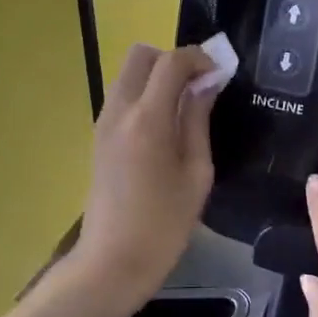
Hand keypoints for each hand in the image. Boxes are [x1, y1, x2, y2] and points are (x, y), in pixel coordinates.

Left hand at [70, 43, 217, 301]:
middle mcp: (119, 110)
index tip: (219, 75)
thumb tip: (206, 84)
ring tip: (184, 107)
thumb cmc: (164, 225)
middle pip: (141, 55)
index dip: (198, 58)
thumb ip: (198, 121)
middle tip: (198, 86)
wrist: (112, 261)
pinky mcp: (98, 136)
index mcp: (147, 119)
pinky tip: (164, 125)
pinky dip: (143, 94)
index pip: (171, 62)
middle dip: (172, 60)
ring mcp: (103, 122)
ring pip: (127, 73)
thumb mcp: (196, 173)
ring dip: (156, 76)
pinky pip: (121, 96)